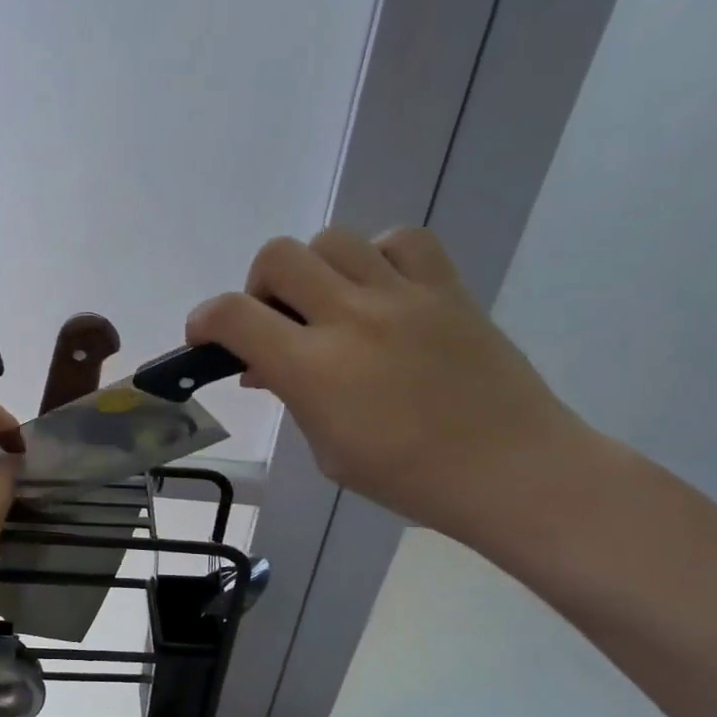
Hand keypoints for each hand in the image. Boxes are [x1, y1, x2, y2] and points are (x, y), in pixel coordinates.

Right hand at [186, 228, 591, 543]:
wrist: (513, 470)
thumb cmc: (410, 478)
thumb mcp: (329, 451)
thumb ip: (292, 397)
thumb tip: (266, 366)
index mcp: (314, 368)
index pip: (232, 315)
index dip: (203, 320)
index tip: (205, 337)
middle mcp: (351, 317)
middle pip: (277, 256)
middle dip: (259, 287)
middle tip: (276, 322)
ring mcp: (403, 295)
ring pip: (333, 239)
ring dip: (315, 269)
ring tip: (330, 304)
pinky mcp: (447, 287)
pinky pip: (401, 240)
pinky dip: (379, 256)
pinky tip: (382, 289)